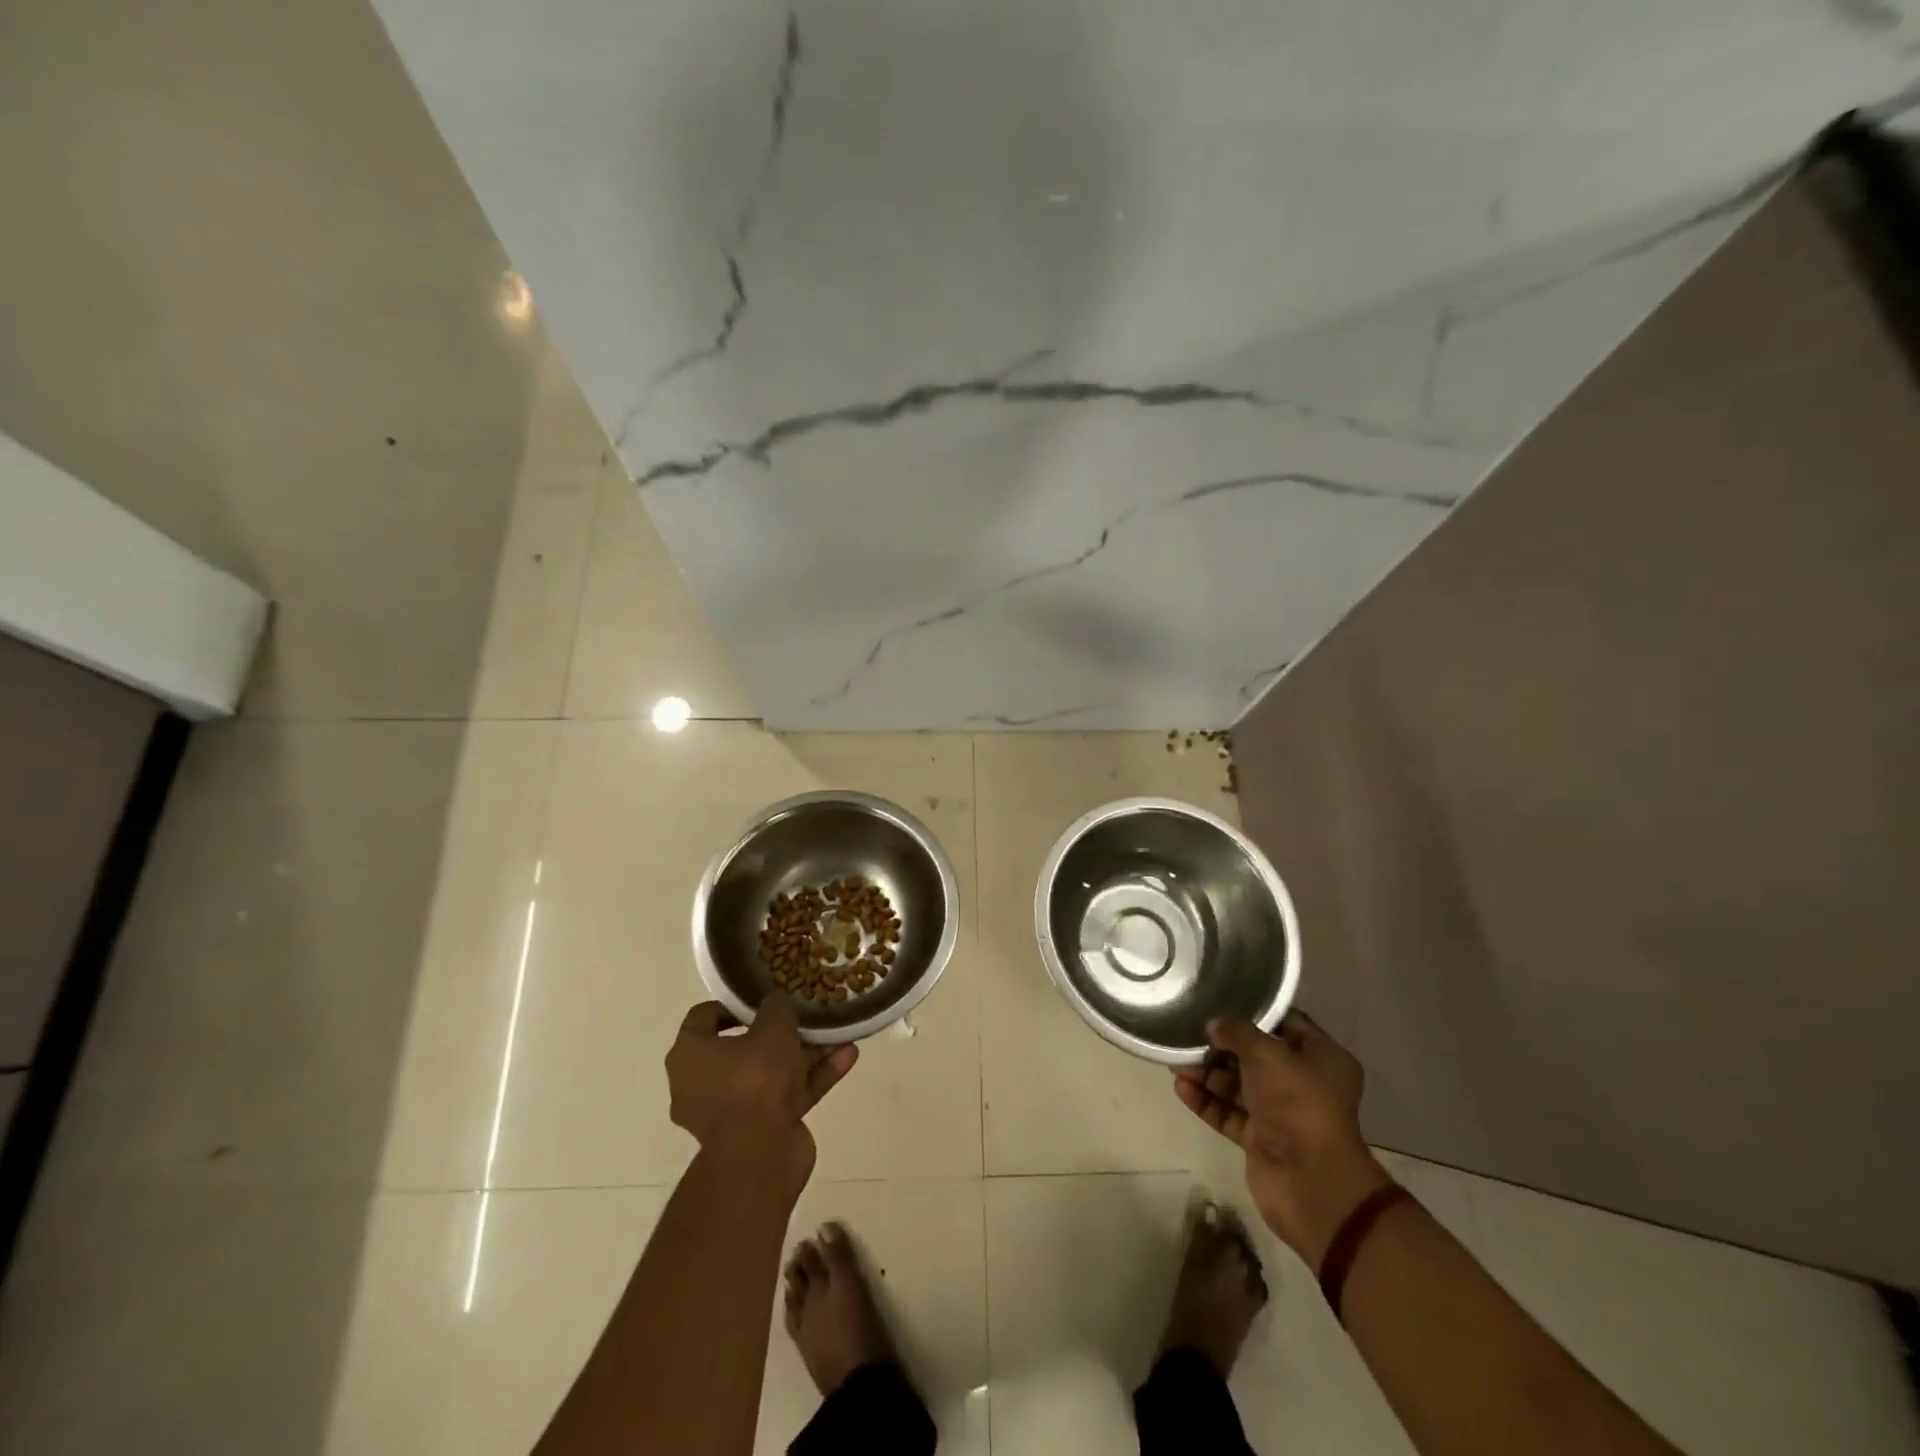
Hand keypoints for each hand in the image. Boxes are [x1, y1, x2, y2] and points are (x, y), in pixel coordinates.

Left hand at [666, 996, 857, 1177]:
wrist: (760, 1156)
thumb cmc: (755, 1079)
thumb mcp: (773, 1027)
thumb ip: (776, 1008)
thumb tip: (775, 1003)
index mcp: (690, 1055)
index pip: (704, 1017)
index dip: (734, 1004)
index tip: (763, 998)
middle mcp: (701, 1083)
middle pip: (744, 1048)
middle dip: (781, 1032)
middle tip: (806, 1017)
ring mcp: (731, 1111)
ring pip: (771, 1073)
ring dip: (805, 1055)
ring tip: (839, 1035)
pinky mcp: (758, 1132)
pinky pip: (785, 1097)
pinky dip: (812, 1079)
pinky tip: (846, 1059)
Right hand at [1174, 1010, 1392, 1271]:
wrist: (1311, 1182)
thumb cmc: (1297, 1103)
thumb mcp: (1266, 1053)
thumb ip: (1237, 1032)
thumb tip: (1215, 1025)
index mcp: (1321, 1058)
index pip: (1285, 1022)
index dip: (1253, 1012)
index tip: (1219, 1001)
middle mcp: (1303, 1083)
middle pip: (1255, 1055)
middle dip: (1221, 1045)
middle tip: (1187, 1032)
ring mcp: (1281, 1112)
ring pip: (1238, 1085)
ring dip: (1207, 1073)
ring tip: (1174, 1061)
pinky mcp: (1260, 1138)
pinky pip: (1229, 1112)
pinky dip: (1206, 1101)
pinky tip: (1180, 1088)